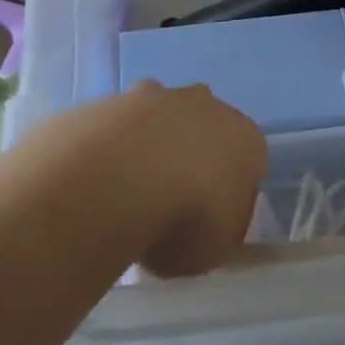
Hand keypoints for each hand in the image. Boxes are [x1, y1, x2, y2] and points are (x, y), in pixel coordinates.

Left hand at [104, 83, 267, 277]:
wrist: (119, 184)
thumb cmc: (184, 222)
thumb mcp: (216, 249)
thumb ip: (219, 229)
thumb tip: (209, 224)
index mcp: (245, 141)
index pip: (247, 161)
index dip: (226, 191)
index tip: (206, 220)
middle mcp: (208, 106)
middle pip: (205, 128)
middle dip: (190, 154)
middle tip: (167, 199)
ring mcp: (159, 96)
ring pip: (161, 116)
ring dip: (150, 142)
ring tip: (126, 189)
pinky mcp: (115, 97)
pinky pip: (119, 122)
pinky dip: (111, 143)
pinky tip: (97, 175)